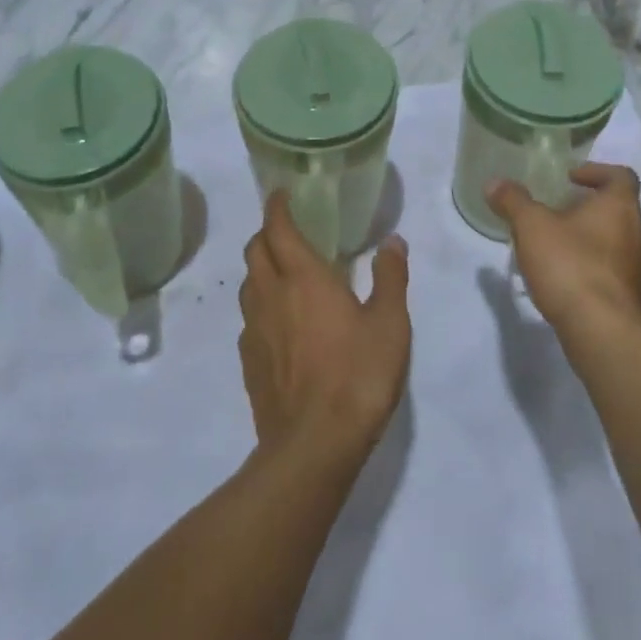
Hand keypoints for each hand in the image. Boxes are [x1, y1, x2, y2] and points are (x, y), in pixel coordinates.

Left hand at [237, 192, 410, 459]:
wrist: (314, 445)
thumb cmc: (357, 375)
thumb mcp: (390, 324)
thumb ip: (390, 277)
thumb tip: (393, 241)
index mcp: (304, 278)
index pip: (278, 229)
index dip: (276, 207)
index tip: (280, 194)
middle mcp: (271, 296)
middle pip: (254, 251)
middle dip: (266, 233)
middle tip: (286, 231)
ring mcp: (255, 331)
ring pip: (247, 285)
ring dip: (260, 269)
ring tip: (283, 273)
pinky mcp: (249, 363)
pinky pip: (249, 320)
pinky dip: (260, 307)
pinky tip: (280, 324)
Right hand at [487, 164, 640, 332]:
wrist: (601, 332)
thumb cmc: (570, 265)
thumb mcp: (532, 226)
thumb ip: (513, 201)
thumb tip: (495, 183)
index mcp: (620, 207)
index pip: (621, 176)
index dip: (596, 171)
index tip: (569, 178)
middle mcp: (636, 235)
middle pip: (615, 209)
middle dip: (583, 208)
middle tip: (551, 211)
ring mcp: (636, 270)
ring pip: (612, 242)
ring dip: (585, 239)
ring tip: (550, 246)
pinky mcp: (628, 299)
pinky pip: (608, 272)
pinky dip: (587, 267)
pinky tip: (560, 279)